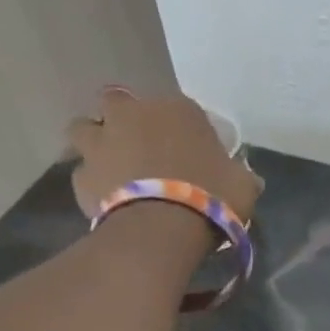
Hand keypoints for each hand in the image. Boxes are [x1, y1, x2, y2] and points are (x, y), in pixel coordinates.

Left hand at [66, 87, 260, 223]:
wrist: (162, 227)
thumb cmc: (211, 197)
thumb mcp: (243, 186)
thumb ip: (240, 176)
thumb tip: (248, 178)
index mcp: (177, 110)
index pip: (180, 108)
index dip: (184, 128)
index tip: (192, 149)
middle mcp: (132, 114)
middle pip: (119, 103)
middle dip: (126, 120)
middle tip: (143, 147)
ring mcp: (100, 141)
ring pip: (86, 128)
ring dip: (97, 142)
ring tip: (116, 167)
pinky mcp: (80, 174)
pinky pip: (84, 172)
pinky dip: (94, 182)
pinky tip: (109, 199)